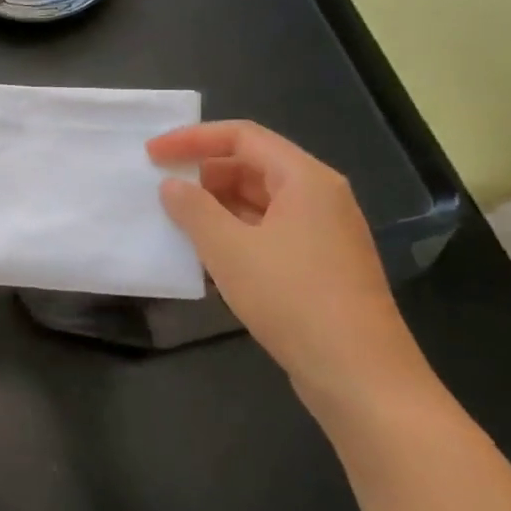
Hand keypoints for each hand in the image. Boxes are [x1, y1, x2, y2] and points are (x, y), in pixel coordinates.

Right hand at [148, 121, 439, 415]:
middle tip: (161, 189)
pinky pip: (268, 229)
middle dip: (203, 172)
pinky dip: (234, 231)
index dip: (192, 139)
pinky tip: (206, 253)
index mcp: (305, 180)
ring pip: (259, 200)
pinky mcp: (320, 264)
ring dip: (216, 204)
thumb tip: (172, 186)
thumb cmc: (292, 298)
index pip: (242, 136)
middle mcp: (320, 197)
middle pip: (253, 164)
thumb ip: (193, 209)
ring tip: (176, 221)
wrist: (359, 374)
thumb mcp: (228, 249)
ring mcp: (323, 232)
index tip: (152, 155)